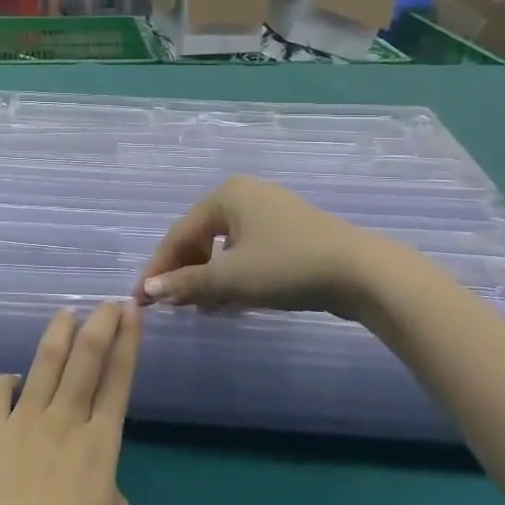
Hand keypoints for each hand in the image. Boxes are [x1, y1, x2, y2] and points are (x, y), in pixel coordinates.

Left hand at [0, 304, 140, 504]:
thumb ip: (113, 500)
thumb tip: (96, 481)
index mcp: (100, 450)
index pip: (118, 383)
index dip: (127, 345)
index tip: (131, 314)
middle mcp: (62, 426)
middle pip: (84, 362)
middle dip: (99, 326)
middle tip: (106, 301)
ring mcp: (20, 428)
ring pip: (42, 367)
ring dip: (57, 337)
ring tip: (65, 314)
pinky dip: (7, 383)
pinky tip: (12, 378)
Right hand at [135, 175, 408, 318]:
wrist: (363, 273)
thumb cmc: (287, 266)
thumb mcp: (231, 278)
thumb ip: (186, 283)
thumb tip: (148, 290)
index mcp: (226, 195)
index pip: (179, 234)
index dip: (159, 268)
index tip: (142, 298)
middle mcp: (246, 195)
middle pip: (201, 238)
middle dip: (187, 274)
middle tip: (175, 305)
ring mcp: (272, 212)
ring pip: (226, 248)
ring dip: (211, 279)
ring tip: (204, 308)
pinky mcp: (292, 233)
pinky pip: (250, 252)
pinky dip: (237, 276)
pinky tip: (234, 301)